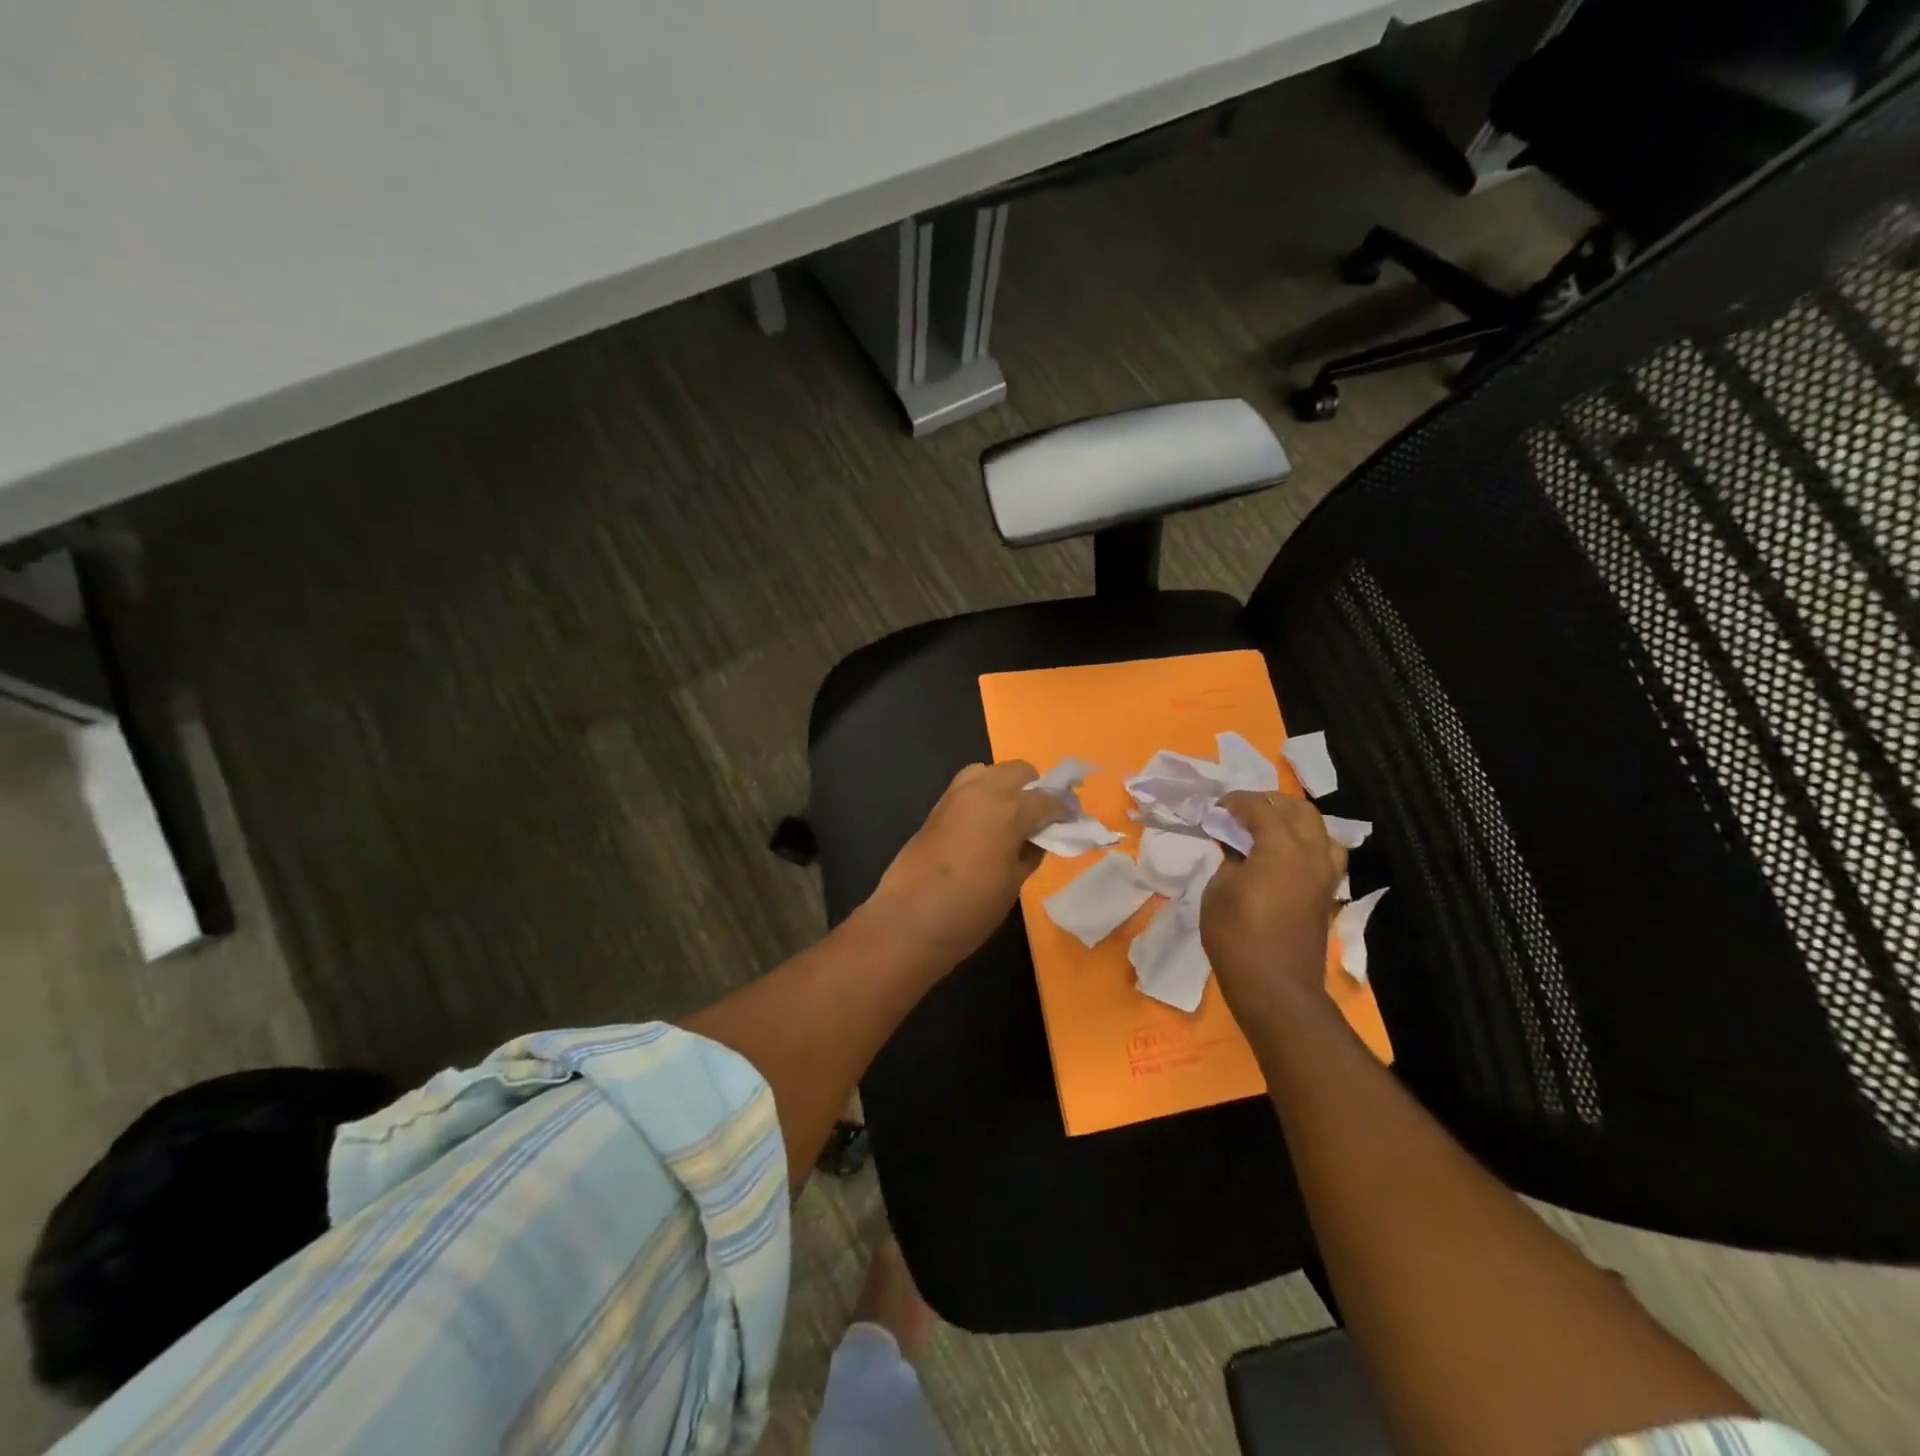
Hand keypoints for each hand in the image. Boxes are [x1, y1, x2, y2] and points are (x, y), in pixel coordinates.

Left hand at [864, 760, 1069, 966]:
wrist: (909, 919)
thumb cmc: (971, 907)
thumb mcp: (1014, 882)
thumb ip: (1030, 852)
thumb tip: (1037, 838)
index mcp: (1010, 808)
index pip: (1048, 799)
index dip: (1065, 811)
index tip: (1074, 822)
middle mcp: (984, 790)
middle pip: (1020, 771)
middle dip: (1035, 788)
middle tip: (1042, 818)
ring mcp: (956, 794)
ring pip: (991, 772)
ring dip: (1007, 787)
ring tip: (1012, 819)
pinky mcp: (937, 806)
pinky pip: (969, 787)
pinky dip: (984, 796)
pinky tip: (987, 825)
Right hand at [1201, 791, 1347, 1032]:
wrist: (1275, 987)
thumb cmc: (1236, 936)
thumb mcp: (1218, 890)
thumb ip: (1230, 860)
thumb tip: (1238, 849)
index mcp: (1282, 848)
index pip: (1261, 808)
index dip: (1237, 801)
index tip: (1217, 806)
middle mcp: (1311, 855)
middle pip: (1300, 811)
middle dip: (1270, 802)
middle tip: (1243, 810)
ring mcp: (1325, 876)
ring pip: (1321, 830)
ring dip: (1295, 821)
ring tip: (1270, 828)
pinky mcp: (1328, 895)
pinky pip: (1326, 855)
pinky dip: (1307, 845)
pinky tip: (1286, 856)